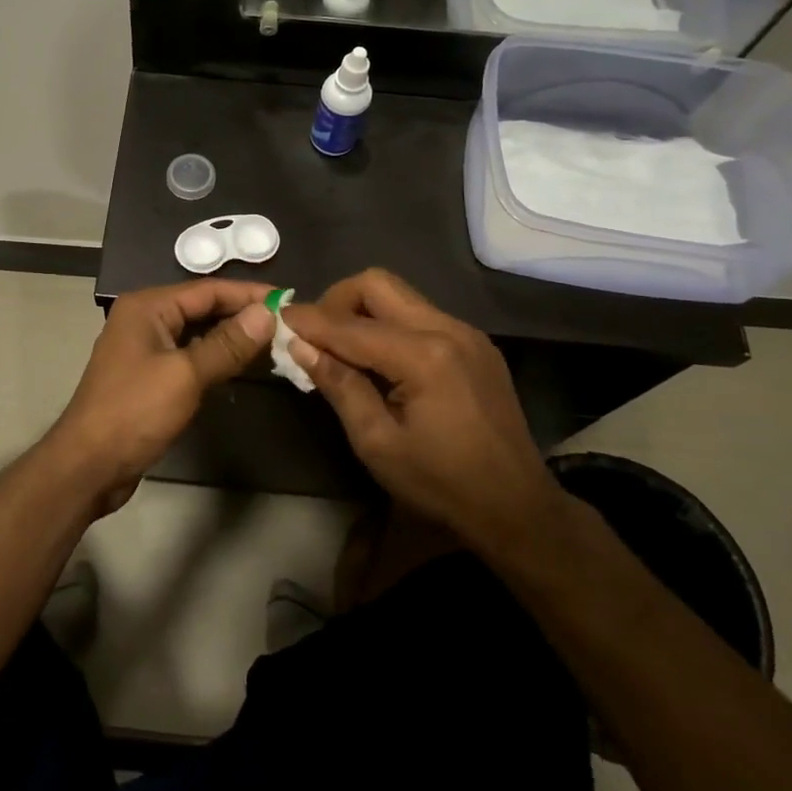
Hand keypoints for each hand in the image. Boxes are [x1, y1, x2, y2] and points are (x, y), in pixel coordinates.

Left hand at [48, 279, 274, 507]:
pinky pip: (189, 354)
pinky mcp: (149, 374)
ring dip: (231, 335)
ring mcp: (145, 347)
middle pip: (202, 306)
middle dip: (242, 313)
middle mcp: (144, 318)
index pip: (208, 290)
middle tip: (286, 321)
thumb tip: (268, 314)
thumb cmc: (134, 412)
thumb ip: (228, 343)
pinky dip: (215, 355)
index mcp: (148, 306)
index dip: (249, 294)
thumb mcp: (186, 375)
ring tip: (272, 339)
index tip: (288, 300)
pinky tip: (241, 363)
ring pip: (197, 331)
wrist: (88, 464)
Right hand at [280, 269, 554, 540]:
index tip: (275, 319)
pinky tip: (380, 360)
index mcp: (423, 356)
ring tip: (342, 349)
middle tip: (315, 336)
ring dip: (363, 311)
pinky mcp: (475, 343)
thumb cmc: (440, 483)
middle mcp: (447, 328)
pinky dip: (390, 324)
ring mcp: (466, 332)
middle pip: (377, 284)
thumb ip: (339, 385)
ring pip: (400, 295)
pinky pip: (421, 314)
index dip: (308, 320)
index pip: (349, 325)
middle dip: (337, 301)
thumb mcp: (376, 442)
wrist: (516, 506)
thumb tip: (299, 345)